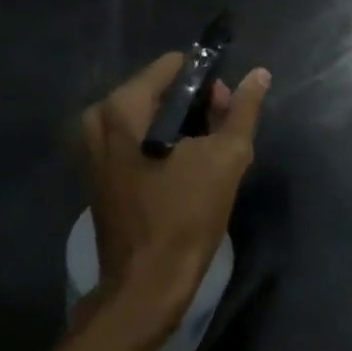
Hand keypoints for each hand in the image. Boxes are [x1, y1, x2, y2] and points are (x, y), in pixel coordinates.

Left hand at [80, 53, 270, 342]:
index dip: (208, 82)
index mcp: (123, 106)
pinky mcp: (96, 171)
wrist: (146, 284)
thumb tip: (259, 74)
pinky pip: (135, 139)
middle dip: (196, 107)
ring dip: (182, 129)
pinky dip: (162, 146)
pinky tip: (185, 173)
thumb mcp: (227, 157)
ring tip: (208, 159)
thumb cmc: (186, 216)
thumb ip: (243, 109)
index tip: (226, 111)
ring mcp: (92, 146)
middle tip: (221, 139)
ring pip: (149, 116)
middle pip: (160, 90)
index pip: (174, 65)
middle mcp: (99, 118)